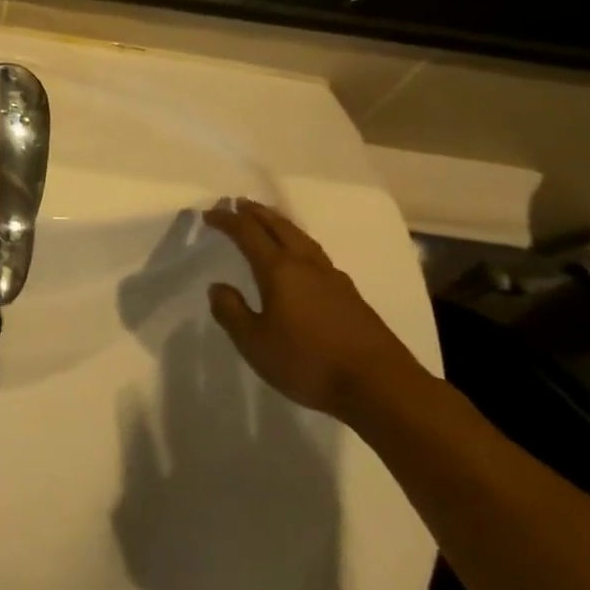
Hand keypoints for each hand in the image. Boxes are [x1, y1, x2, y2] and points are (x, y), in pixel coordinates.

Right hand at [201, 199, 423, 421]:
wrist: (380, 386)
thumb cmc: (307, 361)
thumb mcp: (254, 342)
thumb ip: (231, 312)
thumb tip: (218, 287)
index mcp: (279, 270)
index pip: (248, 233)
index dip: (227, 220)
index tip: (209, 214)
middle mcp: (306, 265)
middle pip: (280, 227)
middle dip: (257, 213)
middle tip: (239, 203)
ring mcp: (333, 278)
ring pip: (302, 238)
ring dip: (281, 224)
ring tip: (269, 221)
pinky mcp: (351, 296)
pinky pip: (317, 255)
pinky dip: (300, 245)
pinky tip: (302, 259)